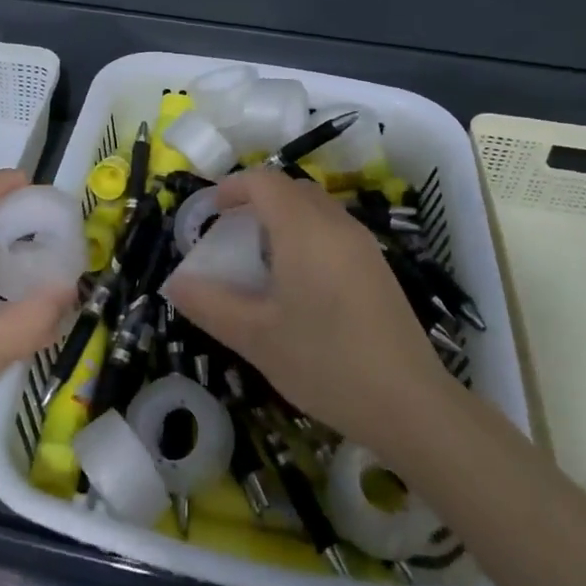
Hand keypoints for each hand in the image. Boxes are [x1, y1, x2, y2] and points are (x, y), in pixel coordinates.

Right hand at [166, 167, 447, 448]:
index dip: (232, 187)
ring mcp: (363, 245)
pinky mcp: (378, 268)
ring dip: (283, 217)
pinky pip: (334, 230)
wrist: (410, 404)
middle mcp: (336, 225)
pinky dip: (307, 235)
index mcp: (304, 230)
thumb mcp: (255, 337)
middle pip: (291, 188)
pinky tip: (299, 283)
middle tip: (231, 234)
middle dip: (256, 200)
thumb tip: (175, 283)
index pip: (264, 181)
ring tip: (260, 258)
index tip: (209, 212)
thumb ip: (209, 304)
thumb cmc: (325, 362)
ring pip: (316, 208)